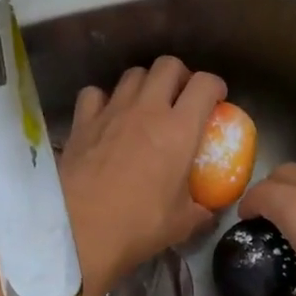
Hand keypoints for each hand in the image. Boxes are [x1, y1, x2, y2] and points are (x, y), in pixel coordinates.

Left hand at [60, 56, 226, 287]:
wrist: (78, 230)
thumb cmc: (137, 225)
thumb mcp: (181, 223)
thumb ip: (201, 210)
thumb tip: (209, 210)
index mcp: (179, 129)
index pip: (205, 84)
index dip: (215, 86)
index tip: (217, 100)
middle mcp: (146, 109)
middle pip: (168, 65)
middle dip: (179, 75)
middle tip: (181, 97)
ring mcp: (111, 111)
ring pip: (132, 74)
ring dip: (144, 83)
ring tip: (145, 105)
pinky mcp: (82, 121)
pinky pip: (94, 93)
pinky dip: (103, 99)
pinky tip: (106, 116)